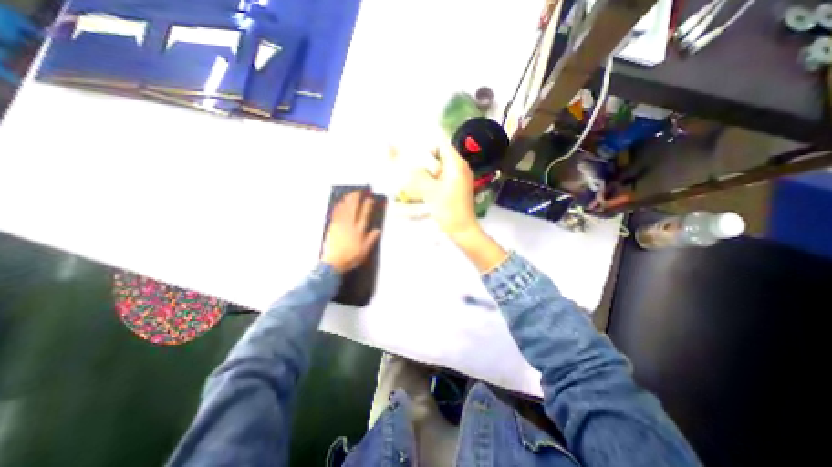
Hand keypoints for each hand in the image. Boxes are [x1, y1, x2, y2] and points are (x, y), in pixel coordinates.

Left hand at [321, 192, 383, 274]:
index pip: (364, 215)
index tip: (370, 199)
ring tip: (350, 194)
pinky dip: (338, 207)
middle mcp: (350, 225)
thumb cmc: (351, 257)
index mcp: (359, 231)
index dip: (367, 206)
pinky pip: (336, 214)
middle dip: (356, 199)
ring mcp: (340, 225)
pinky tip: (339, 203)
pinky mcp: (332, 227)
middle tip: (359, 191)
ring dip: (347, 200)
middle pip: (353, 209)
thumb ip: (371, 239)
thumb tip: (377, 230)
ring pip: (344, 209)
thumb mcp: (364, 251)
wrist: (333, 262)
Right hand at [408, 144, 507, 270]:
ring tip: (416, 181)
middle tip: (413, 171)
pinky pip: (442, 179)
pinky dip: (432, 181)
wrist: (462, 230)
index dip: (427, 148)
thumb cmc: (448, 209)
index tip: (415, 159)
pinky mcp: (456, 189)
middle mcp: (460, 168)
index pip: (441, 145)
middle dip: (425, 162)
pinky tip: (424, 190)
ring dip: (428, 173)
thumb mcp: (430, 191)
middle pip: (440, 156)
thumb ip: (417, 175)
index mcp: (457, 165)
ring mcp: (459, 179)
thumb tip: (408, 165)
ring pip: (440, 169)